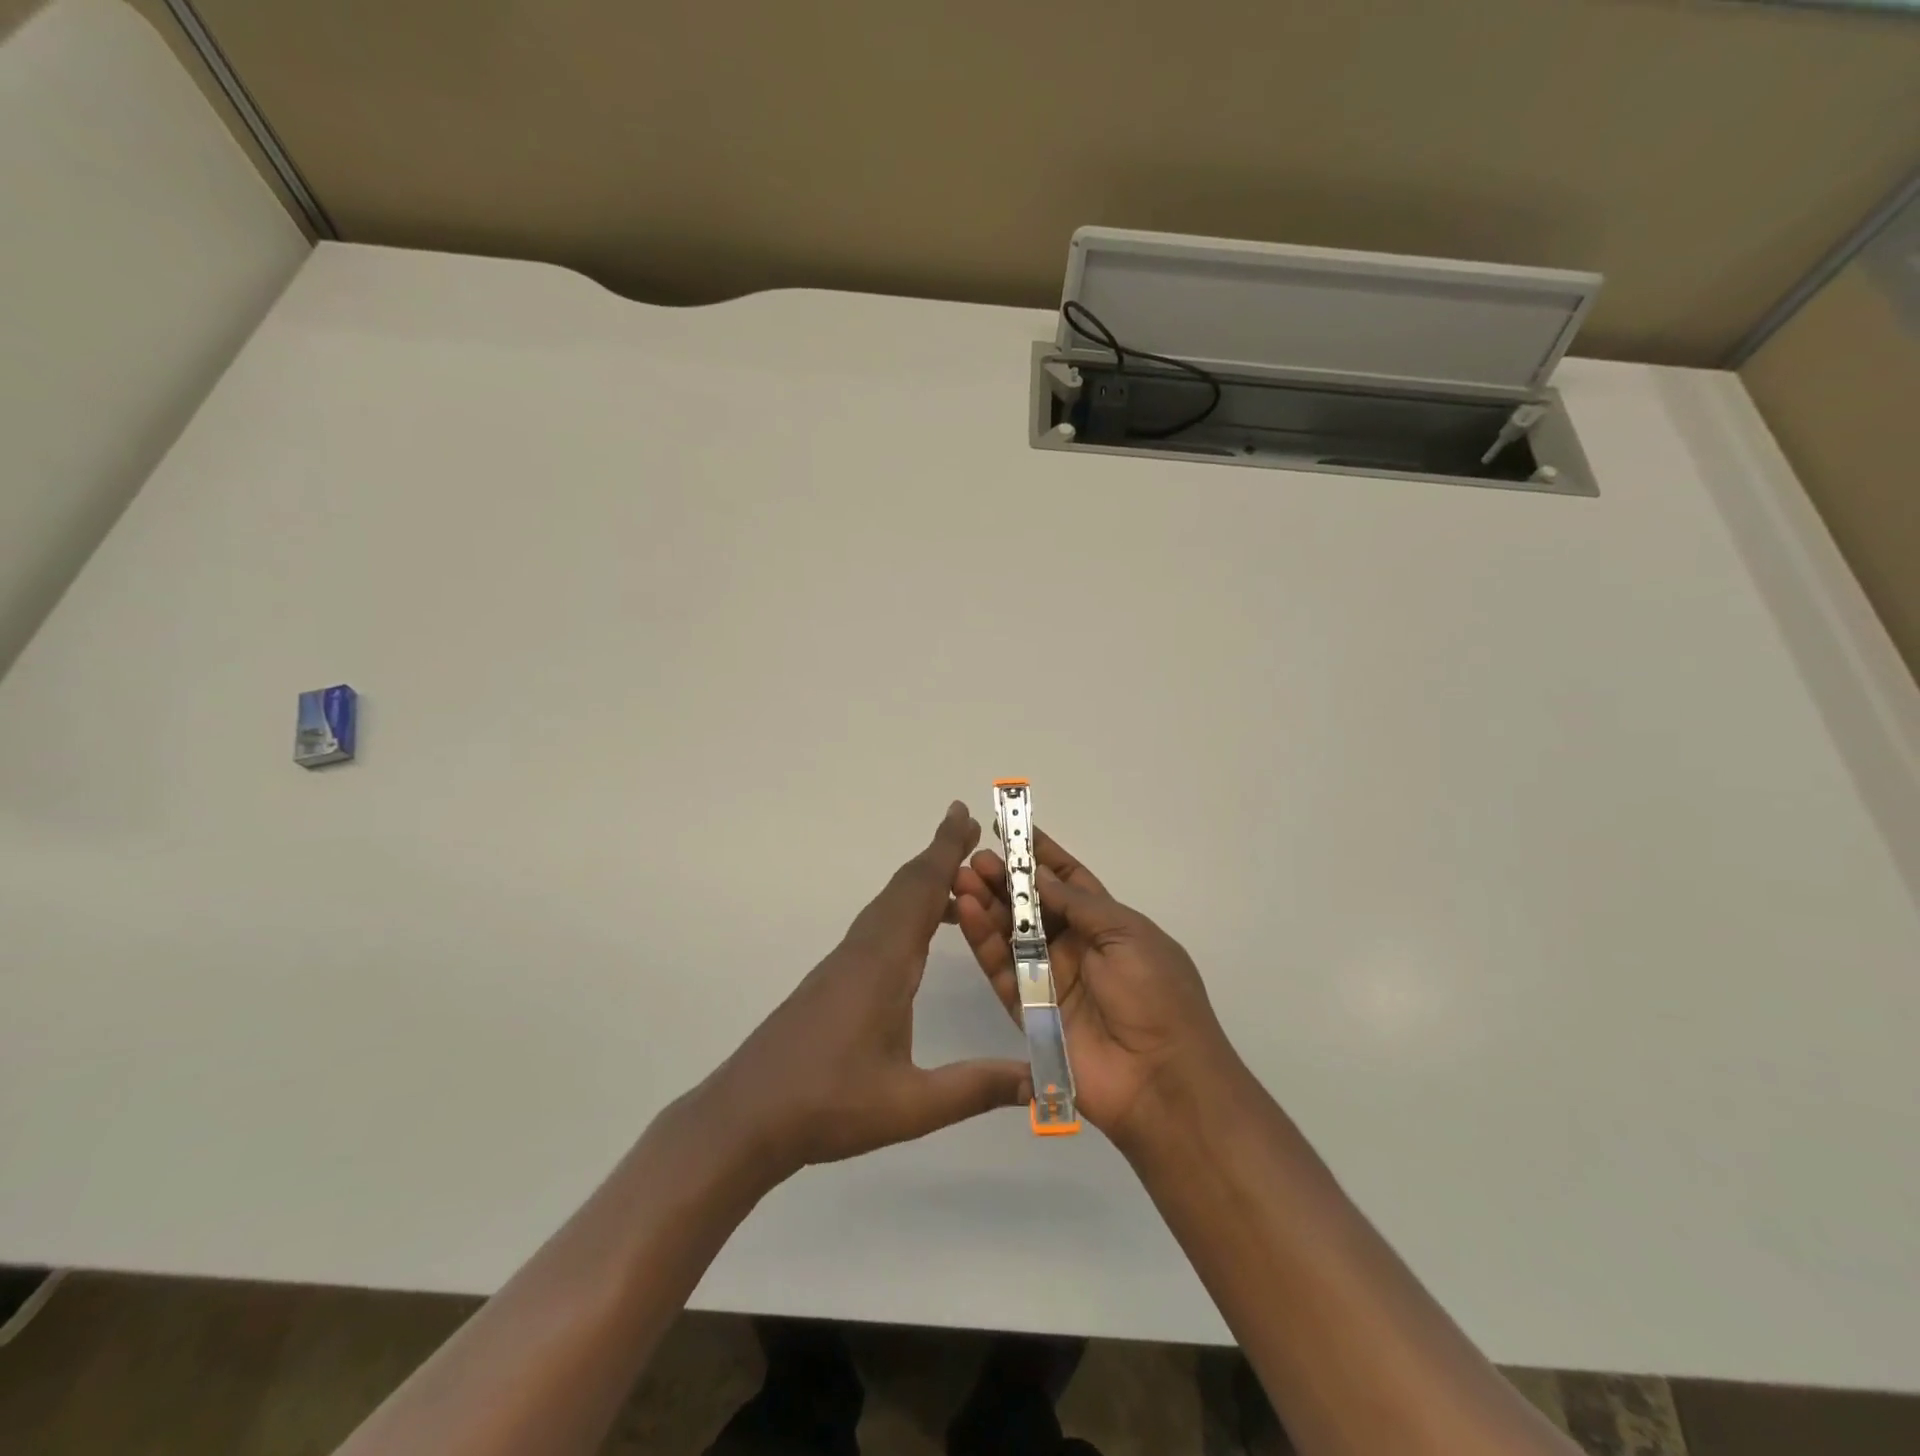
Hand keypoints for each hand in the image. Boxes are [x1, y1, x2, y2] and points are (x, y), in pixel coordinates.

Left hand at [702, 802, 1031, 1181]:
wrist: (747, 1115)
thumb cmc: (828, 1105)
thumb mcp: (910, 1105)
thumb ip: (975, 1088)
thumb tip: (1039, 1080)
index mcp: (884, 963)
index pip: (921, 891)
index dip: (945, 850)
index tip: (965, 814)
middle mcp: (864, 949)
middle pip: (905, 887)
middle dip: (939, 854)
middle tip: (970, 828)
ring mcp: (845, 962)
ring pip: (889, 905)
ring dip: (922, 882)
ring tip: (959, 878)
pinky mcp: (835, 978)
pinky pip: (879, 925)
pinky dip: (907, 910)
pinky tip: (922, 938)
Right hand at [953, 827, 1238, 1151]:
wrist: (1161, 1080)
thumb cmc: (1156, 996)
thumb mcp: (1128, 935)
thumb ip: (1080, 904)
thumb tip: (1041, 876)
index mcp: (1108, 925)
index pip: (1069, 881)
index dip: (1042, 855)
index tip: (1012, 829)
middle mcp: (1077, 948)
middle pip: (1033, 906)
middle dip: (1006, 879)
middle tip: (976, 858)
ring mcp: (1050, 979)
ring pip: (1011, 933)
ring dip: (988, 904)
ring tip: (962, 877)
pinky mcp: (1028, 1010)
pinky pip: (1001, 969)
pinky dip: (983, 940)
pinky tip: (967, 911)